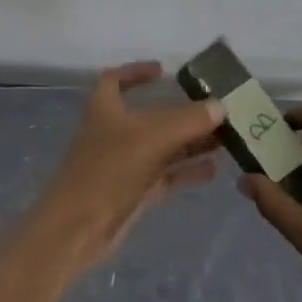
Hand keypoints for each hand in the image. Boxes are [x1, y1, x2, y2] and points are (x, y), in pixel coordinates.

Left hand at [29, 62, 223, 271]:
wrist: (76, 230)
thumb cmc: (107, 171)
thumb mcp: (151, 137)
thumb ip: (189, 120)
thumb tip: (220, 106)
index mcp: (105, 109)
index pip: (115, 79)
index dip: (136, 72)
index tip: (164, 72)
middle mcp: (114, 133)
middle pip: (152, 116)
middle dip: (183, 112)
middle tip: (217, 109)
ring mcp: (124, 165)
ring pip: (163, 147)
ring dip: (191, 142)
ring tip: (225, 138)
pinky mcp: (133, 193)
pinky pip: (166, 176)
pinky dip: (187, 171)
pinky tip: (214, 169)